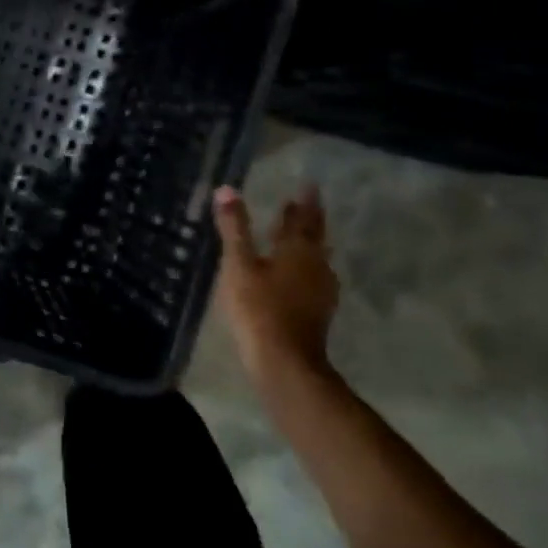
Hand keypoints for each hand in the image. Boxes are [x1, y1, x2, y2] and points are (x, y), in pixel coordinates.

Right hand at [212, 184, 339, 391]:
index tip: (308, 185)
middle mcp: (316, 266)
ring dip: (309, 243)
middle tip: (306, 203)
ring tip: (300, 234)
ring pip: (317, 258)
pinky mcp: (317, 311)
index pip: (302, 218)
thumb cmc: (258, 308)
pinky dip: (305, 266)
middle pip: (315, 236)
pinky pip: (314, 277)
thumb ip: (234, 228)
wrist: (285, 362)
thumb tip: (227, 189)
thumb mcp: (239, 265)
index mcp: (298, 250)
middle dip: (309, 219)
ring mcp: (320, 290)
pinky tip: (298, 274)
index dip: (303, 202)